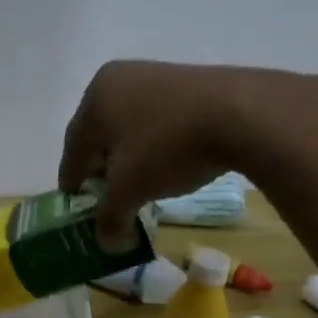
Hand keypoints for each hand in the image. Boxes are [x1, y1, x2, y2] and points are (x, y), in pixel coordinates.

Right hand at [58, 61, 274, 244]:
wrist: (244, 113)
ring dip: (129, 157)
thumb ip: (110, 217)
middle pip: (99, 135)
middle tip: (108, 199)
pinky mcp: (187, 81)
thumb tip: (105, 242)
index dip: (73, 184)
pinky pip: (157, 119)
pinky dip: (155, 143)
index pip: (72, 149)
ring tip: (140, 184)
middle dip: (102, 169)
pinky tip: (168, 162)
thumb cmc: (168, 146)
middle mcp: (118, 78)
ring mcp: (155, 75)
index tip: (76, 208)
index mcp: (94, 97)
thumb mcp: (131, 189)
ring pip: (129, 127)